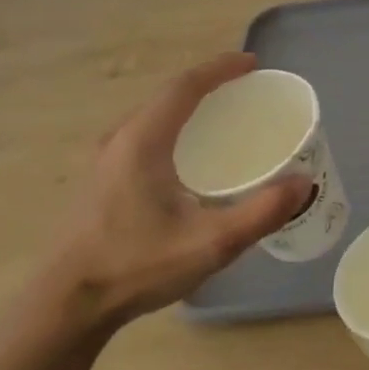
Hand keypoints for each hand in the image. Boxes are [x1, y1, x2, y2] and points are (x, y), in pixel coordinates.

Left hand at [41, 54, 310, 323]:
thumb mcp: (210, 243)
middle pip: (168, 96)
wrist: (65, 305)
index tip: (253, 64)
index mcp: (144, 141)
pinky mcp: (100, 183)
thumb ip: (261, 212)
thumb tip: (303, 183)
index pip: (185, 86)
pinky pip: (144, 137)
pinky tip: (190, 158)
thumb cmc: (136, 265)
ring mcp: (104, 162)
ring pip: (153, 117)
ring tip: (223, 118)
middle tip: (245, 91)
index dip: (221, 69)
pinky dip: (174, 129)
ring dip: (189, 107)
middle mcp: (120, 141)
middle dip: (208, 85)